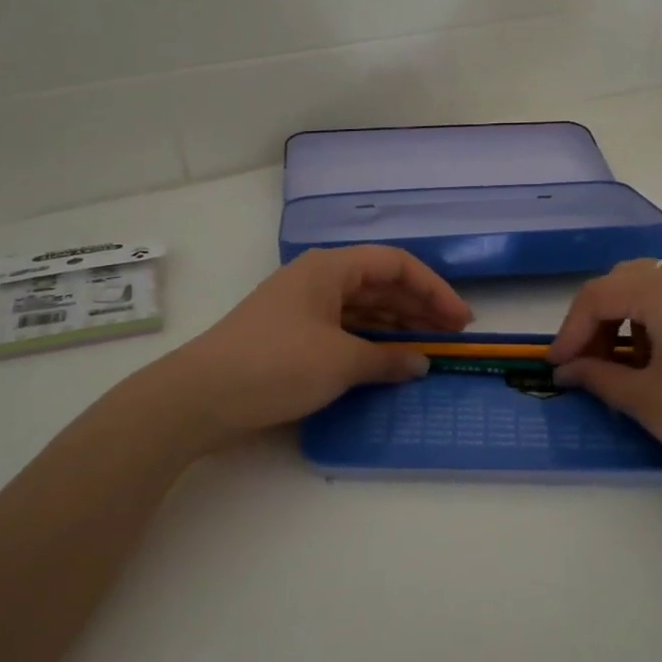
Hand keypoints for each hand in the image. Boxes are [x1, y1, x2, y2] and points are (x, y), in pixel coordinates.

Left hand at [147, 246, 471, 449]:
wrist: (200, 397)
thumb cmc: (276, 365)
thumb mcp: (340, 362)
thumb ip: (386, 360)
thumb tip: (421, 363)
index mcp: (329, 268)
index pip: (395, 264)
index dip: (434, 289)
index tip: (460, 320)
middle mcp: (317, 279)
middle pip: (380, 284)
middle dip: (418, 307)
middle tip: (451, 336)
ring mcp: (302, 307)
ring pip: (362, 308)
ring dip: (396, 326)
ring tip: (428, 349)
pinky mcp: (291, 334)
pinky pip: (343, 328)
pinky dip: (370, 342)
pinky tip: (388, 361)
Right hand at [545, 259, 661, 510]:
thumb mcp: (647, 400)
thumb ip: (599, 376)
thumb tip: (567, 369)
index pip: (598, 296)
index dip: (570, 330)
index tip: (556, 365)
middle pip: (625, 282)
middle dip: (597, 320)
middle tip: (585, 363)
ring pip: (655, 289)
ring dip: (628, 320)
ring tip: (623, 367)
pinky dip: (659, 321)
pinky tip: (661, 361)